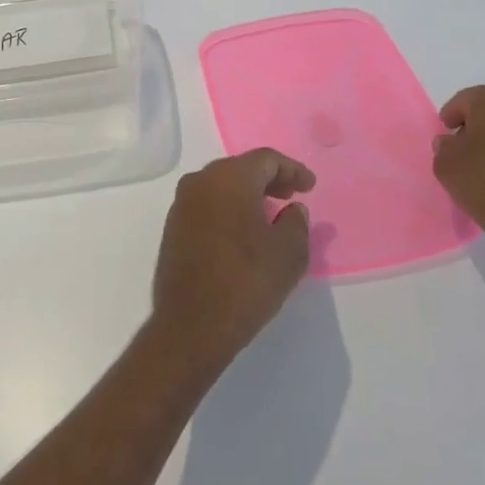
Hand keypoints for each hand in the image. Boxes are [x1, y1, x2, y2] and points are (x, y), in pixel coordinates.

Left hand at [149, 149, 314, 377]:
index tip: (310, 186)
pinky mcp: (173, 226)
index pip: (265, 159)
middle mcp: (200, 181)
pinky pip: (207, 204)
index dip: (292, 169)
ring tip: (271, 214)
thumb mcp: (288, 254)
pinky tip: (244, 230)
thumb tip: (293, 209)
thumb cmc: (246, 282)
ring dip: (247, 194)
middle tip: (292, 196)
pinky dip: (229, 208)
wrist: (191, 325)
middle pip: (241, 168)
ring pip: (221, 185)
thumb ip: (297, 223)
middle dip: (269, 179)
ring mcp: (182, 203)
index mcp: (228, 178)